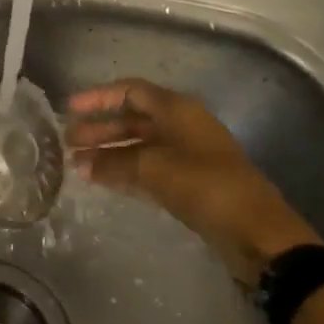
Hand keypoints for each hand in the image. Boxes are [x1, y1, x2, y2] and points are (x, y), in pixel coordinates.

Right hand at [67, 79, 321, 285]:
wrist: (256, 232)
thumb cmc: (205, 186)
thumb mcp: (153, 169)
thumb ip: (113, 163)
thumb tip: (80, 163)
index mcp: (177, 110)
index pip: (131, 91)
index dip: (99, 97)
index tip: (69, 108)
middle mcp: (181, 126)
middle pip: (133, 119)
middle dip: (100, 129)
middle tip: (67, 142)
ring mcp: (187, 155)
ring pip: (139, 146)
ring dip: (109, 153)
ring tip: (77, 165)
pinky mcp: (190, 183)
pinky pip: (149, 168)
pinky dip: (125, 171)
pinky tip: (102, 181)